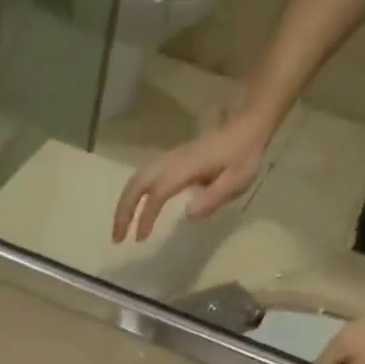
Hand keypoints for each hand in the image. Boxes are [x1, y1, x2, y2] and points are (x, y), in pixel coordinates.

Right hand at [113, 115, 271, 242]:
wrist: (247, 125)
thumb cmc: (244, 155)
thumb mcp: (237, 180)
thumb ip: (214, 197)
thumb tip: (188, 213)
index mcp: (186, 168)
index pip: (158, 193)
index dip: (146, 216)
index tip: (140, 239)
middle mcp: (172, 161)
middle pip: (137, 183)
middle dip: (124, 211)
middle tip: (117, 238)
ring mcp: (170, 159)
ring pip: (137, 179)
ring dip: (125, 204)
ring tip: (120, 229)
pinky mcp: (171, 160)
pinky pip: (144, 177)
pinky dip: (133, 195)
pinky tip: (134, 212)